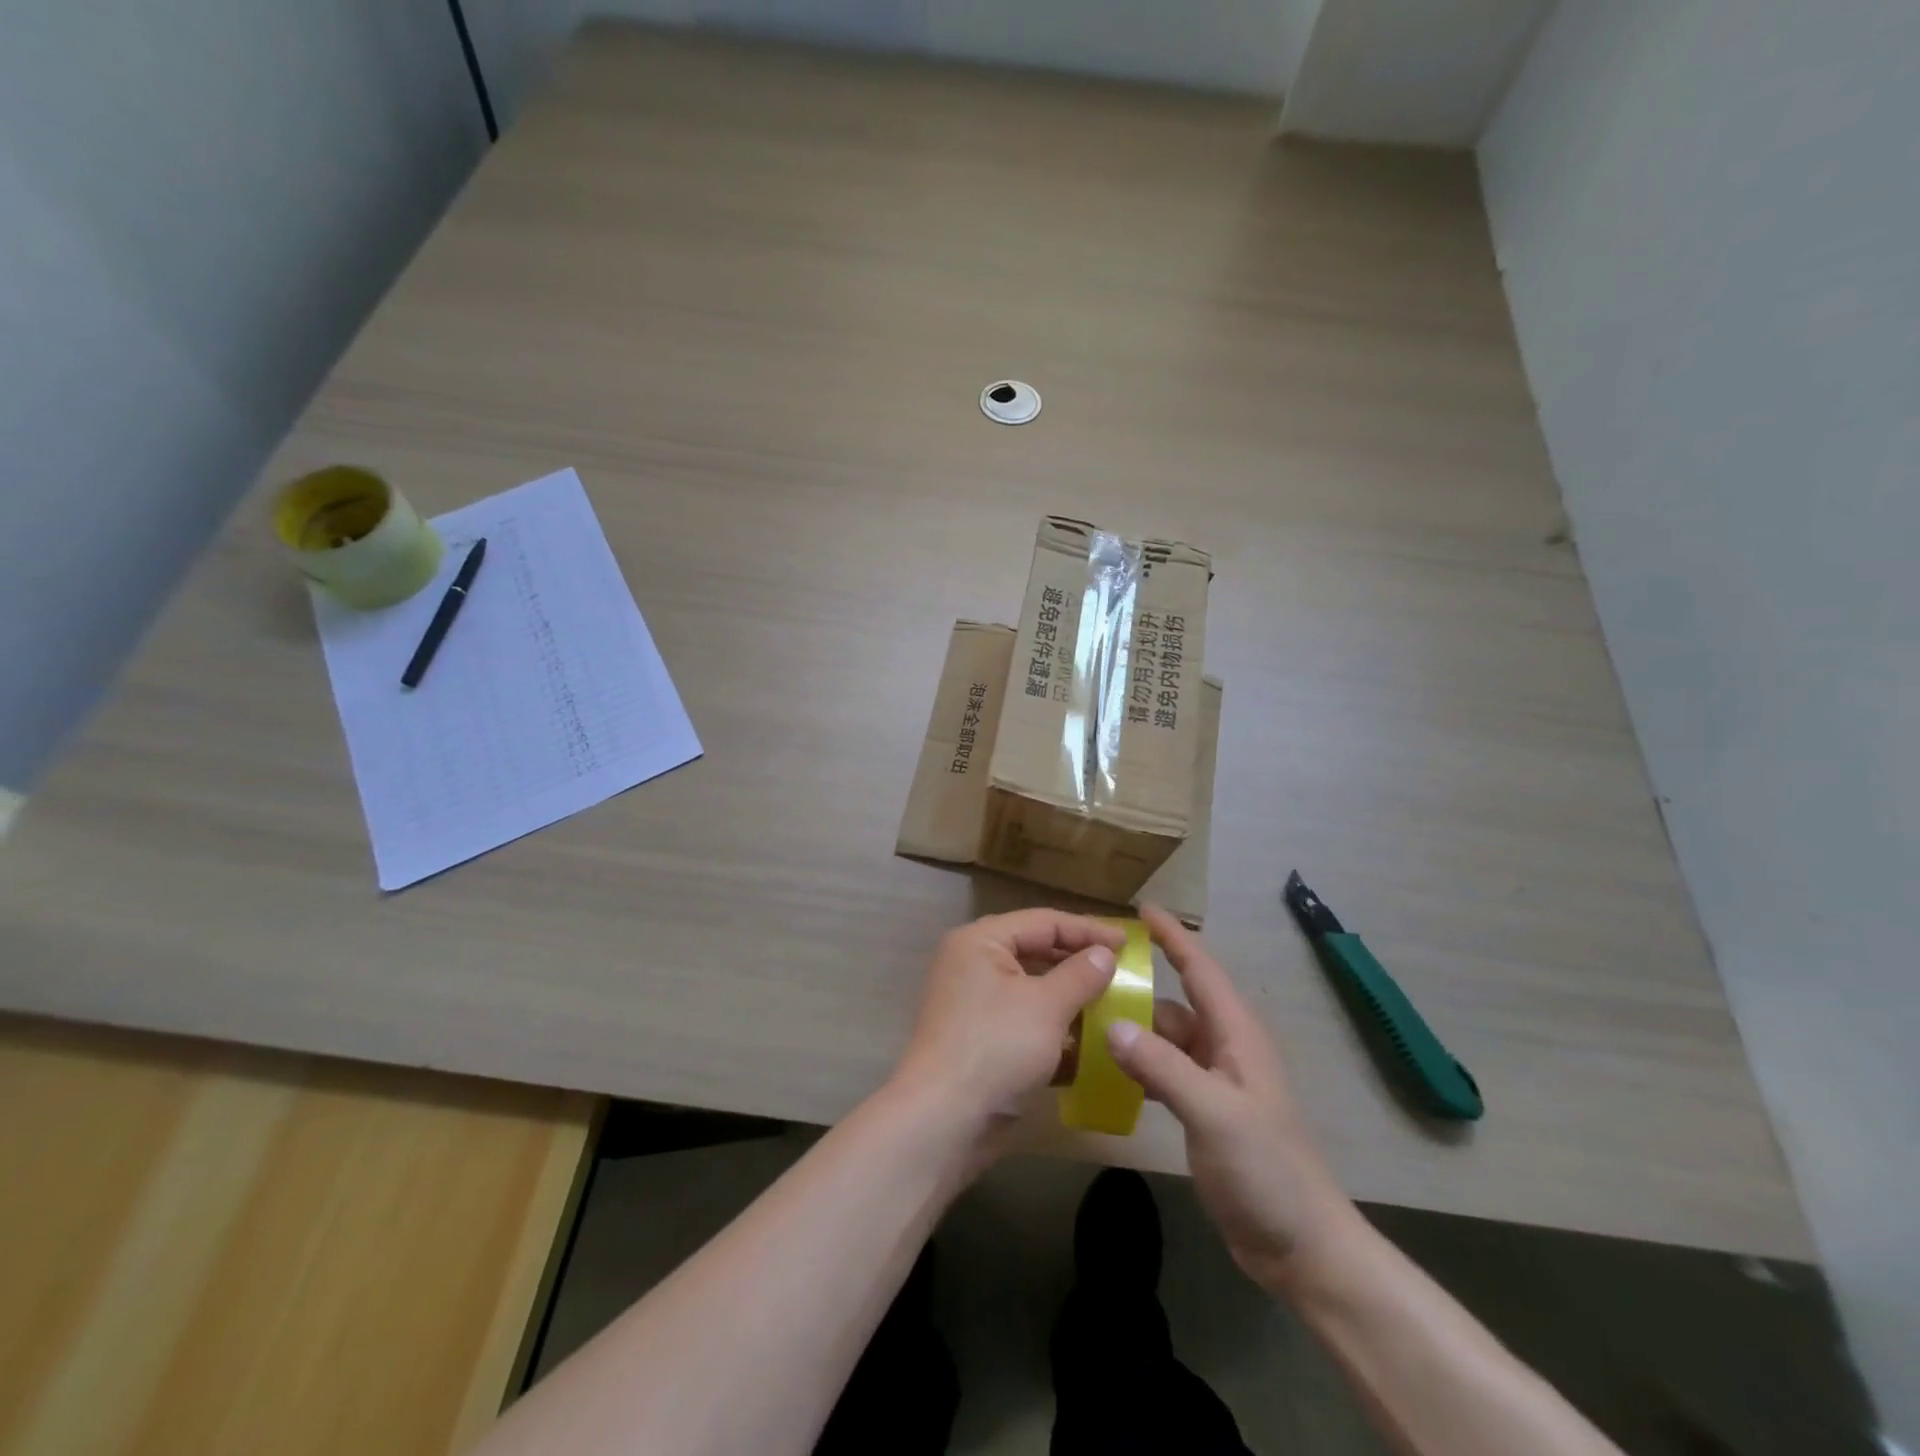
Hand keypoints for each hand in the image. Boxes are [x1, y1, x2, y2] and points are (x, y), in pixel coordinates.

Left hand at [893, 910, 1123, 1141]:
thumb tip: (1105, 953)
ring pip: (1032, 990)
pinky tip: (1090, 1042)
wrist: (944, 1121)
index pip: (1043, 922)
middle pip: (1036, 952)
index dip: (1088, 930)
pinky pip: (1024, 1021)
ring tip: (1114, 1005)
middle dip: (1079, 964)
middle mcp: (973, 964)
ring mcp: (975, 1004)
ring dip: (1071, 998)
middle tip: (1124, 971)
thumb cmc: (997, 1047)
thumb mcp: (1046, 1006)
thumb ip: (1080, 974)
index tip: (1130, 943)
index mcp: (981, 942)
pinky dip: (1054, 1028)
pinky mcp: (982, 1040)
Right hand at [1107, 905, 1361, 1289]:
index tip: (1141, 909)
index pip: (1201, 969)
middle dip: (1139, 984)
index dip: (1174, 936)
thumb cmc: (1267, 1170)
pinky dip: (1138, 1064)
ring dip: (1133, 1029)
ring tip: (1085, 1021)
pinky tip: (1108, 1070)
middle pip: (1176, 1002)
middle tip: (1089, 973)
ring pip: (1166, 1038)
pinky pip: (1164, 1070)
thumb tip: (1111, 1024)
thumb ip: (1163, 1066)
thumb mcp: (1214, 1113)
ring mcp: (1215, 1081)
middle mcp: (1225, 1048)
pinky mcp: (1204, 1110)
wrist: (1303, 1246)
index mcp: (1236, 1035)